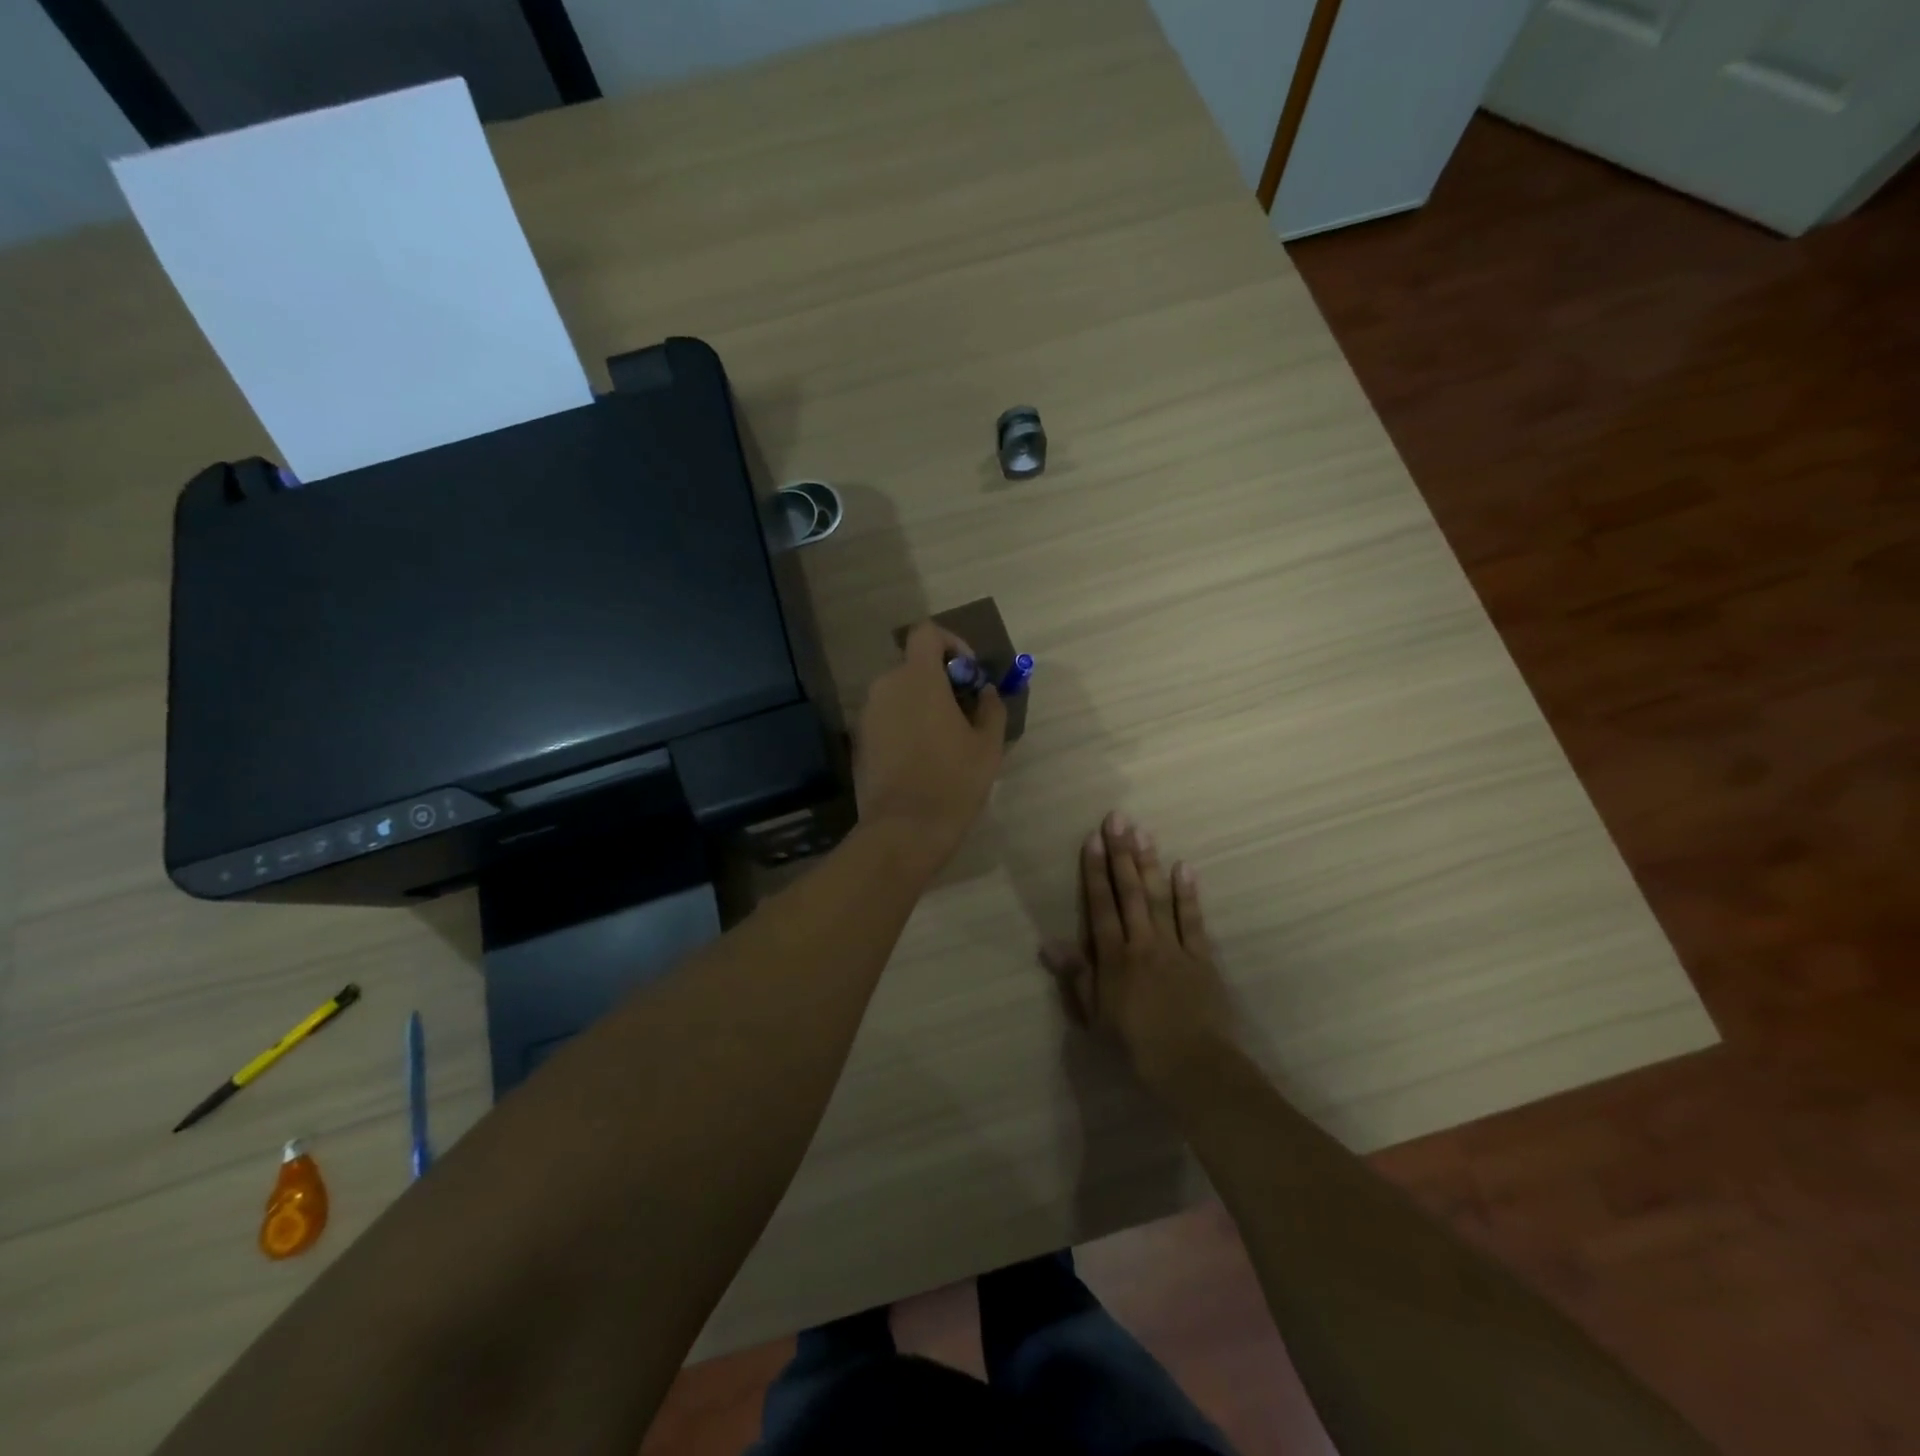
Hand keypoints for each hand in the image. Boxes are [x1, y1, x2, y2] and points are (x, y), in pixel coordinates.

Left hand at [854, 622, 1006, 866]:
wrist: (904, 829)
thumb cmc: (953, 781)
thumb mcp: (988, 745)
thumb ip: (991, 707)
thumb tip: (985, 691)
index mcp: (917, 678)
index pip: (927, 633)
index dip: (952, 643)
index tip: (969, 674)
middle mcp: (885, 686)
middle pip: (913, 665)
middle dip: (940, 679)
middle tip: (963, 710)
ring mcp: (867, 714)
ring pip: (898, 693)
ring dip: (921, 703)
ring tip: (945, 737)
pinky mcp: (859, 739)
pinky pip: (886, 717)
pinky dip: (904, 723)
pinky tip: (922, 756)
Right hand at [1042, 812, 1236, 1091]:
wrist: (1192, 1066)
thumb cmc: (1135, 1045)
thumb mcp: (1095, 1016)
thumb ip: (1077, 976)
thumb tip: (1049, 944)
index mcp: (1114, 958)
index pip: (1101, 906)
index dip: (1095, 871)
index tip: (1092, 839)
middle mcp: (1142, 943)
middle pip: (1130, 892)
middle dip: (1122, 854)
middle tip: (1118, 819)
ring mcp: (1174, 948)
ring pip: (1159, 898)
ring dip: (1150, 864)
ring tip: (1144, 832)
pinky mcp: (1202, 958)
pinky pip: (1193, 921)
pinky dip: (1188, 894)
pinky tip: (1184, 868)